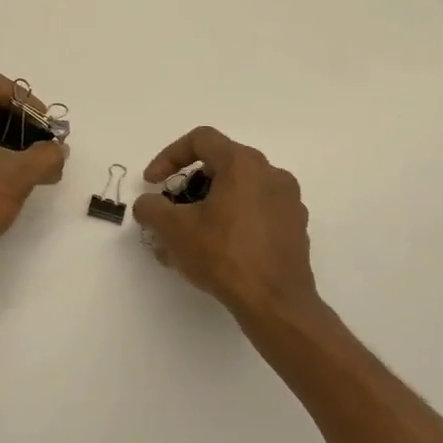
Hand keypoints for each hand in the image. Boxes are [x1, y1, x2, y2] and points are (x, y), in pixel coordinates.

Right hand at [132, 126, 321, 328]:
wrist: (275, 302)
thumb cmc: (223, 255)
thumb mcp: (174, 229)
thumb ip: (151, 208)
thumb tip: (148, 204)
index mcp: (243, 164)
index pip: (201, 140)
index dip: (169, 156)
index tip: (154, 182)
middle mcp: (271, 174)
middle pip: (220, 165)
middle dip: (188, 185)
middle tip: (171, 210)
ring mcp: (288, 201)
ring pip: (239, 190)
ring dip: (209, 205)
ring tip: (189, 237)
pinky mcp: (295, 228)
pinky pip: (256, 212)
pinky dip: (232, 221)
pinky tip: (215, 251)